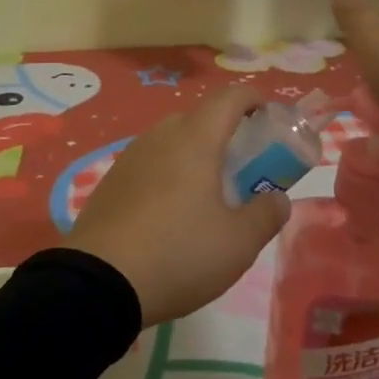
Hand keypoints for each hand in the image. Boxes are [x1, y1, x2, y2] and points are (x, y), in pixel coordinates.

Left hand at [69, 85, 291, 326]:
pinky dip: (168, 174)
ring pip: (170, 141)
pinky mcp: (110, 182)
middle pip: (198, 118)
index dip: (254, 99)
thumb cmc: (179, 253)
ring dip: (194, 155)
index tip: (270, 116)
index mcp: (195, 140)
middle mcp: (160, 137)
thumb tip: (277, 198)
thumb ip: (266, 214)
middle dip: (225, 133)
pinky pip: (149, 164)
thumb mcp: (239, 243)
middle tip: (244, 167)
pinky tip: (170, 212)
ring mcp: (130, 158)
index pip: (229, 98)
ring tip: (208, 193)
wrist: (100, 281)